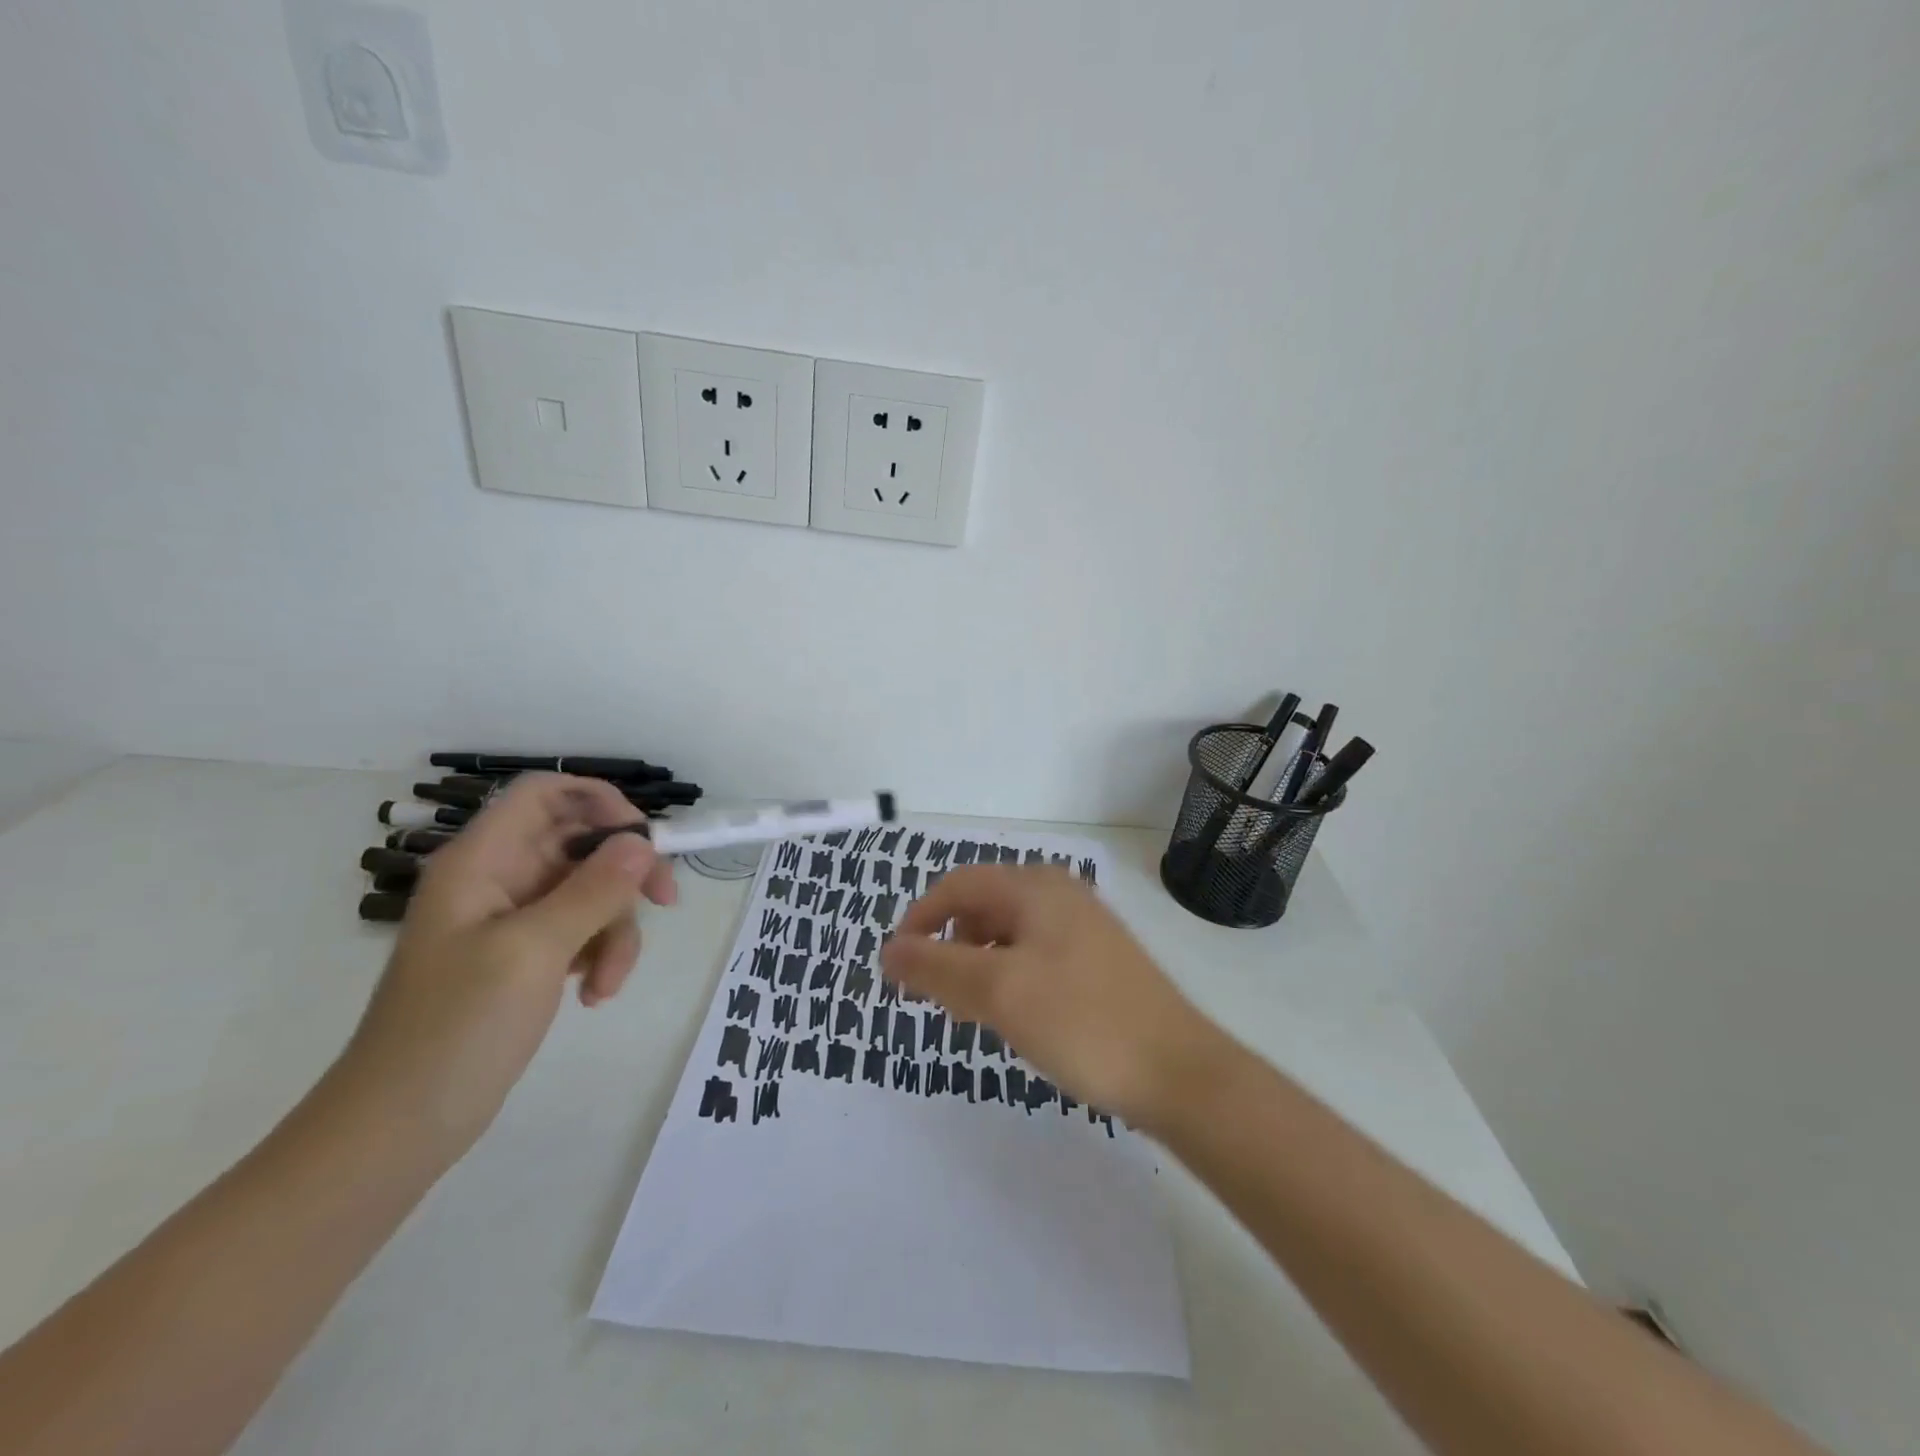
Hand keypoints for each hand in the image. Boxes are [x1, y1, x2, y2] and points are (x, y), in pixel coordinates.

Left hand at [338, 774, 675, 1157]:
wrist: (397, 1128)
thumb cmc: (455, 1029)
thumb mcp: (533, 952)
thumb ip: (593, 890)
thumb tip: (644, 842)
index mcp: (482, 862)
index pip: (546, 794)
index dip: (599, 801)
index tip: (644, 840)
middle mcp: (498, 879)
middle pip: (581, 843)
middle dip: (625, 875)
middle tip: (665, 903)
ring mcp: (512, 920)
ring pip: (591, 891)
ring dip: (615, 930)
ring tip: (607, 982)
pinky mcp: (524, 957)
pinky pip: (582, 931)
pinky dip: (599, 955)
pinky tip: (594, 995)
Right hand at [879, 865, 1225, 1128]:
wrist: (1178, 1072)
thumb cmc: (1081, 1021)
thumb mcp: (998, 992)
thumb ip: (936, 967)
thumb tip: (887, 951)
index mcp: (1035, 887)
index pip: (956, 886)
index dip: (919, 921)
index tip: (898, 969)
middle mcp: (1059, 894)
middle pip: (982, 906)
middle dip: (949, 946)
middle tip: (938, 998)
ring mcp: (1082, 927)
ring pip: (1007, 934)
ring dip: (978, 966)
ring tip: (974, 1013)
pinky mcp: (1097, 960)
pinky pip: (1034, 955)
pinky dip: (1009, 978)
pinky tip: (1015, 1017)